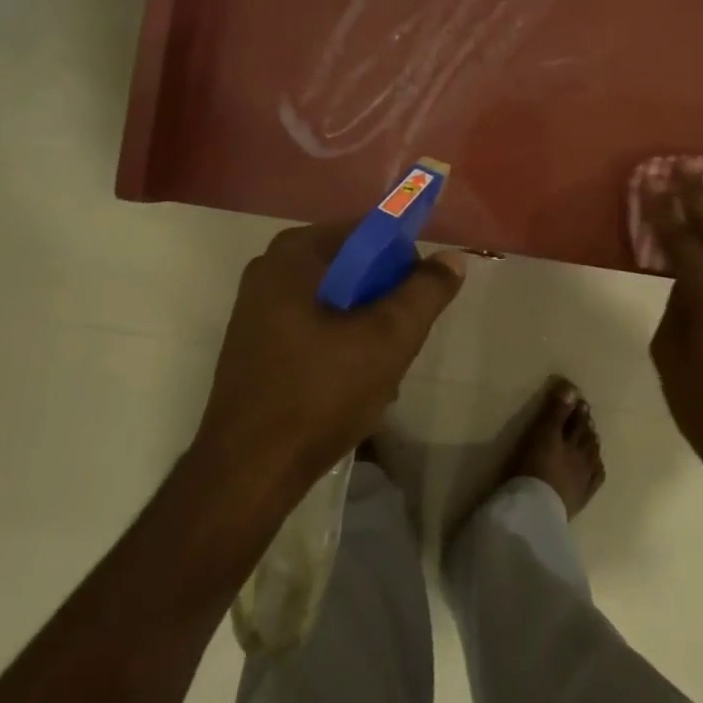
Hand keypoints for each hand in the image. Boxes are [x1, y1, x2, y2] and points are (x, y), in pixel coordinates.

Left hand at [196, 222, 465, 495]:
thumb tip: (452, 258)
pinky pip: (314, 326)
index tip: (420, 302)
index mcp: (294, 253)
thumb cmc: (320, 393)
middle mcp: (270, 269)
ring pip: (336, 301)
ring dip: (366, 328)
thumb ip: (425, 291)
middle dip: (385, 301)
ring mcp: (258, 308)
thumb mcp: (388, 338)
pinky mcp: (257, 344)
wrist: (249, 471)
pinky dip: (340, 344)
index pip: (369, 231)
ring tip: (381, 371)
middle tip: (401, 341)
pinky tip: (353, 384)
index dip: (404, 261)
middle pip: (352, 267)